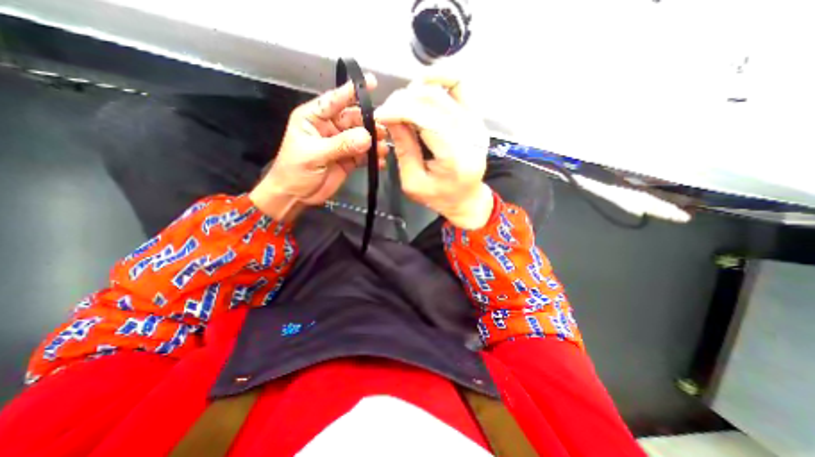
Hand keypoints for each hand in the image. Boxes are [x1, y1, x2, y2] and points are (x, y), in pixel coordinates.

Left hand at [250, 72, 385, 220]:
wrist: (296, 195)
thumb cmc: (296, 171)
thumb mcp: (315, 154)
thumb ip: (341, 145)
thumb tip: (367, 137)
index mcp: (315, 118)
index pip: (335, 100)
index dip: (352, 91)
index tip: (372, 82)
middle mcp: (330, 128)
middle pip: (354, 119)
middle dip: (369, 123)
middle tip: (384, 130)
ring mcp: (341, 144)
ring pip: (362, 137)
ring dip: (374, 141)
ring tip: (383, 148)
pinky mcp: (349, 159)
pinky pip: (364, 155)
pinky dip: (373, 158)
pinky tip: (380, 162)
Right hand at [373, 77, 489, 231]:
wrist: (466, 199)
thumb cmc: (439, 196)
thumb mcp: (413, 182)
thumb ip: (404, 149)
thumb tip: (391, 118)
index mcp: (454, 157)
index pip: (425, 118)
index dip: (398, 110)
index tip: (379, 115)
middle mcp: (470, 135)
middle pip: (433, 100)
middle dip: (403, 100)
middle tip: (388, 111)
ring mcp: (476, 123)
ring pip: (444, 89)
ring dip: (417, 90)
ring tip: (402, 104)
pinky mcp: (476, 117)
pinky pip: (460, 85)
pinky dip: (439, 78)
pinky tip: (423, 85)